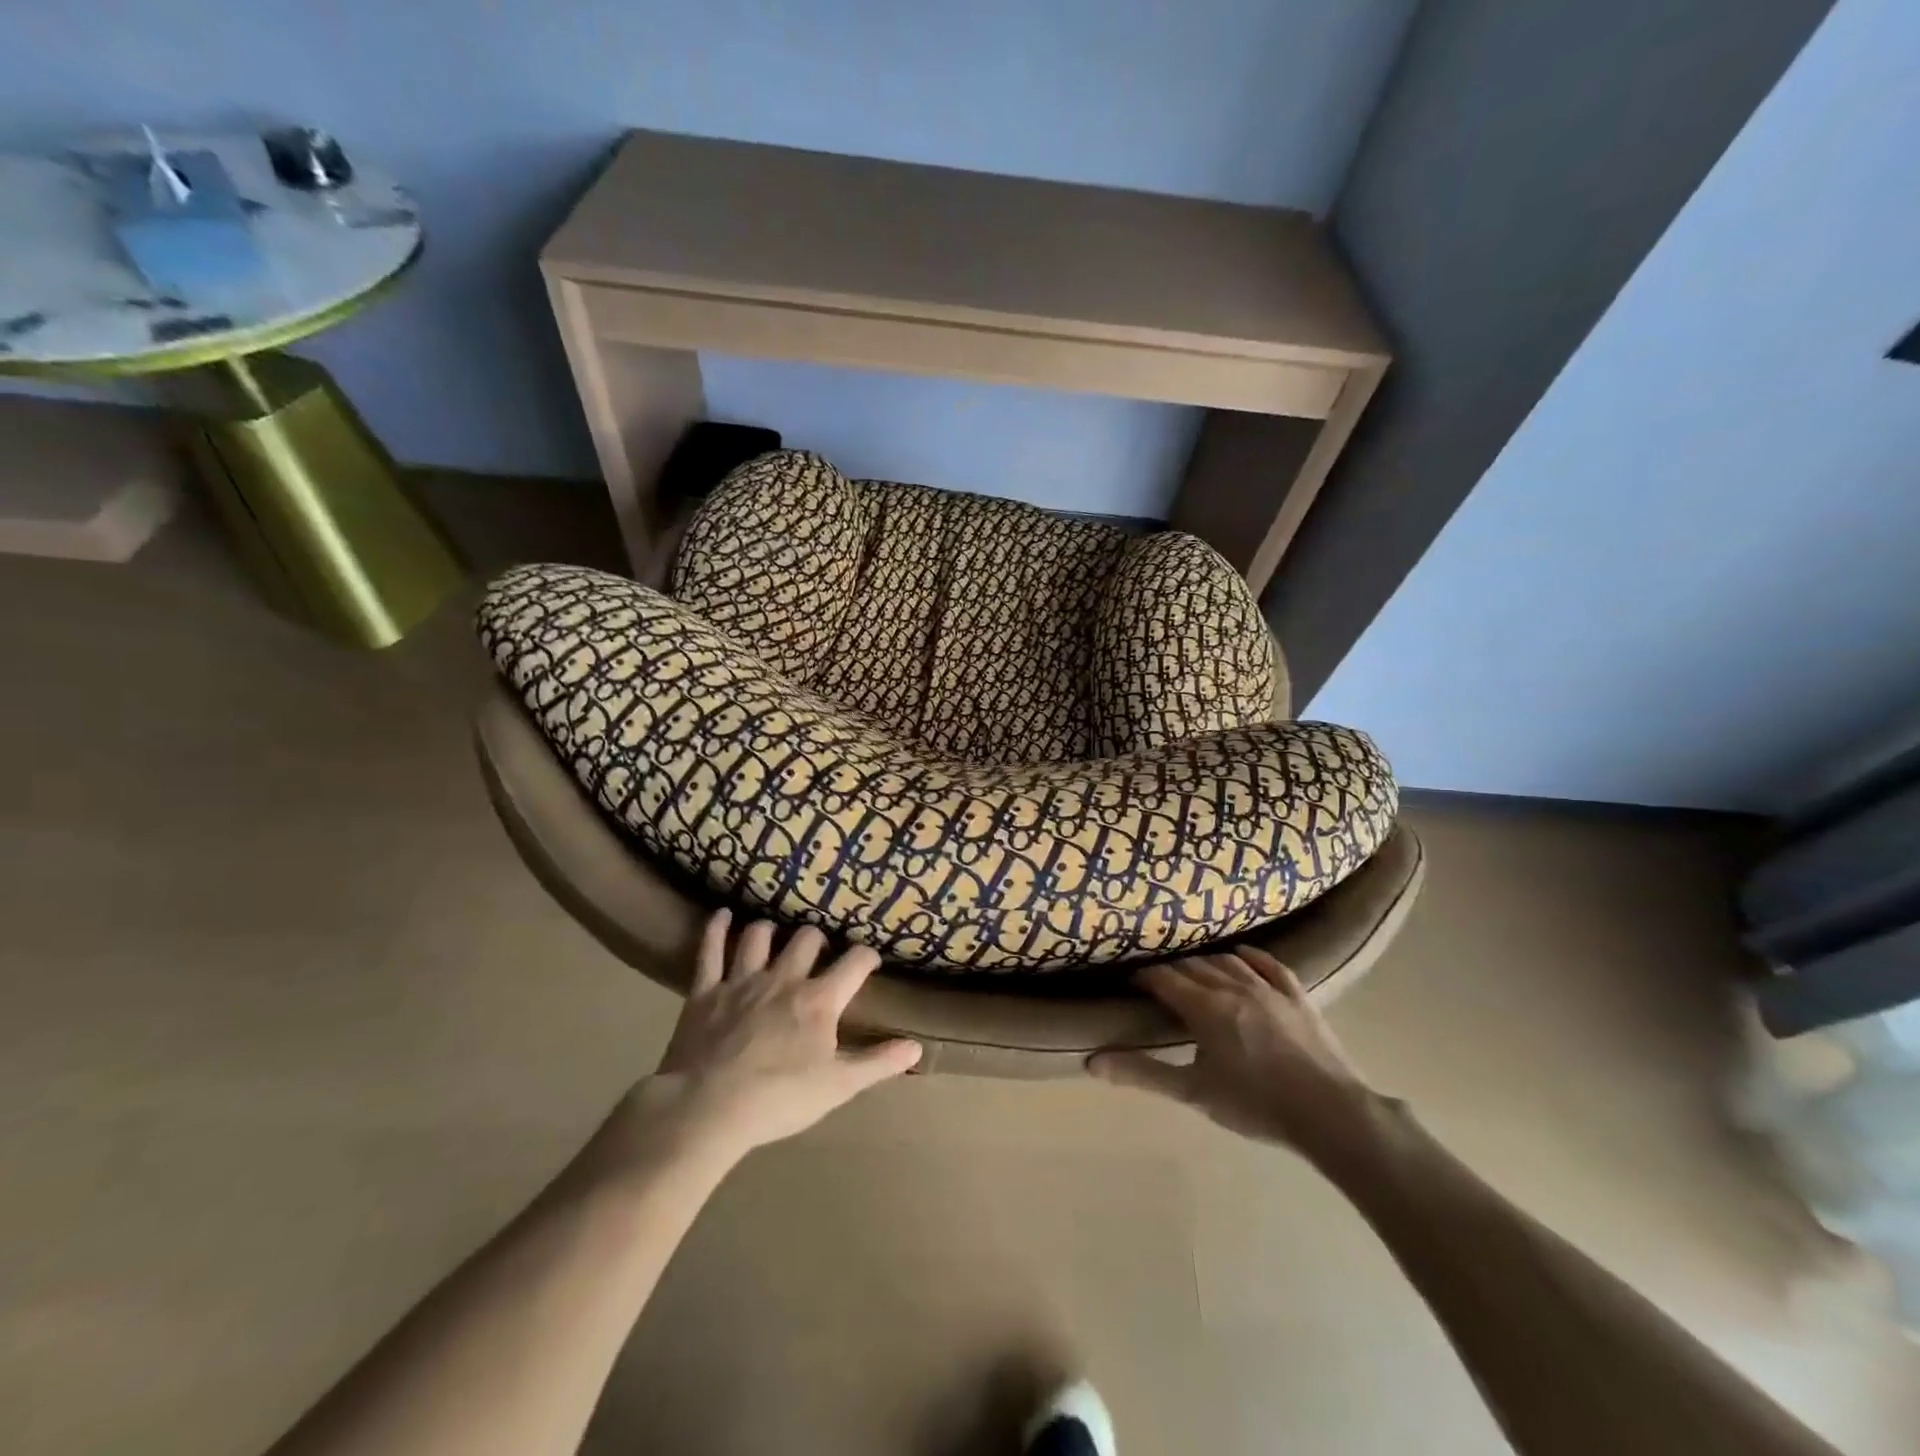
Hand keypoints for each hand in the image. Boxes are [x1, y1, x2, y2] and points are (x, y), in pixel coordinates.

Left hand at [637, 911, 920, 1161]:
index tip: (869, 962)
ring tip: (773, 933)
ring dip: (769, 931)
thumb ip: (878, 1063)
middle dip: (816, 939)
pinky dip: (716, 929)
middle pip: (806, 939)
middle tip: (818, 952)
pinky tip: (721, 915)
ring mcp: (742, 981)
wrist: (708, 1109)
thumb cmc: (779, 1100)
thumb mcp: (838, 1086)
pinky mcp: (706, 991)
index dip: (866, 957)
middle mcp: (784, 979)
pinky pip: (711, 950)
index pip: (854, 962)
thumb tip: (916, 1047)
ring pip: (760, 937)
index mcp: (818, 1000)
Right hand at [1088, 946, 1388, 1166]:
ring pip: (1228, 961)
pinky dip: (1251, 956)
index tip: (1132, 980)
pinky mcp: (1297, 996)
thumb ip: (1143, 1073)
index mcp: (1205, 1007)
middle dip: (1173, 970)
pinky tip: (1241, 955)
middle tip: (1159, 980)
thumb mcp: (1193, 1092)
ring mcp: (1268, 988)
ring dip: (1206, 961)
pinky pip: (1269, 964)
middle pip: (1194, 966)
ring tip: (1194, 969)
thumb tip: (1092, 1062)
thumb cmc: (1255, 1104)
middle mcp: (1232, 986)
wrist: (1329, 1112)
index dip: (1145, 976)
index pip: (1165, 979)